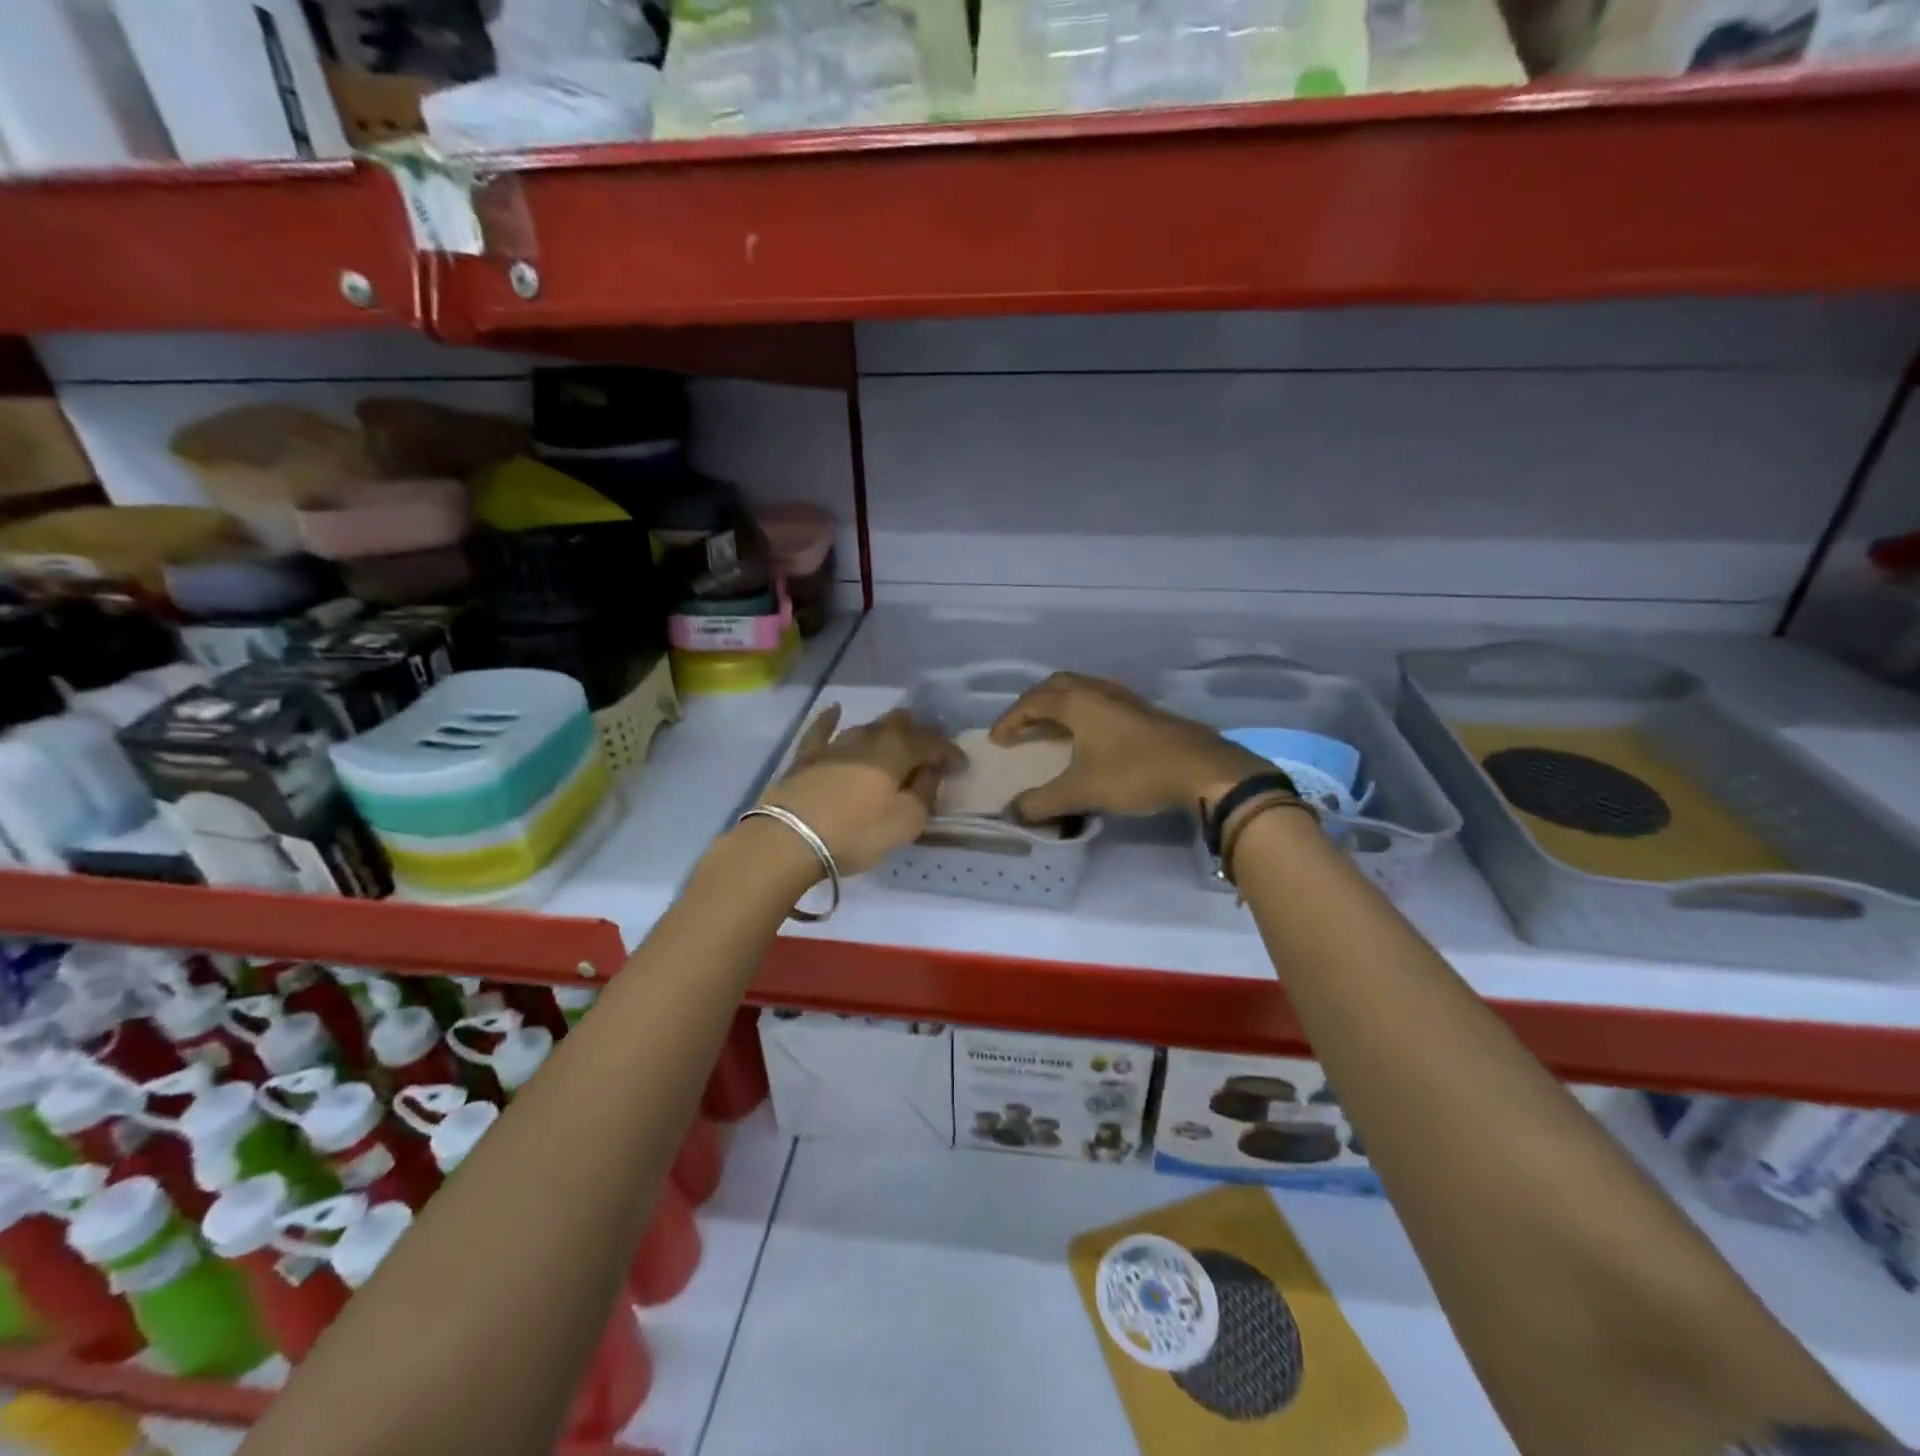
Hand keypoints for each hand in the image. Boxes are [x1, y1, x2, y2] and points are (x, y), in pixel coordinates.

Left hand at [761, 706, 961, 874]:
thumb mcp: (907, 821)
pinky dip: (831, 719)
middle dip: (919, 736)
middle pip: (900, 724)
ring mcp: (834, 743)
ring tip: (895, 748)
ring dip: (885, 734)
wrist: (790, 838)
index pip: (933, 742)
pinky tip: (835, 711)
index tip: (961, 769)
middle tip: (928, 758)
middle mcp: (868, 736)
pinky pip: (822, 729)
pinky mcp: (807, 757)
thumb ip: (925, 793)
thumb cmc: (857, 832)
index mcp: (897, 749)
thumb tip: (928, 773)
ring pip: (867, 727)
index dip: (950, 753)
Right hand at [989, 673, 1266, 820]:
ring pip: (1082, 689)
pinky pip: (1100, 699)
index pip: (1032, 703)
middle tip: (1021, 726)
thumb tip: (1014, 811)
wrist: (1201, 768)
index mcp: (1077, 702)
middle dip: (1033, 703)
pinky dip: (1082, 710)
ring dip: (1060, 704)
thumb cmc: (1135, 773)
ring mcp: (1124, 697)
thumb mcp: (1082, 791)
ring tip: (1051, 727)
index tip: (997, 741)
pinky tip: (1090, 734)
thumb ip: (1043, 802)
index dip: (1010, 720)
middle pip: (1056, 685)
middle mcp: (1098, 690)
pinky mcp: (1143, 709)